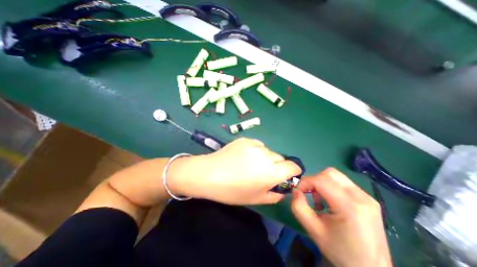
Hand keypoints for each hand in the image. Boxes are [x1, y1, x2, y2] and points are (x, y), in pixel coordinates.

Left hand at [170, 138, 298, 204]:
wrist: (208, 174)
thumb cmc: (232, 191)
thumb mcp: (256, 199)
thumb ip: (274, 195)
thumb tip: (282, 189)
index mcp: (271, 172)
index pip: (293, 166)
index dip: (293, 171)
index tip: (287, 176)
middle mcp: (266, 155)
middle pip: (281, 158)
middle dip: (278, 166)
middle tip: (264, 173)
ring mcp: (255, 145)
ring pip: (269, 151)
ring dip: (266, 158)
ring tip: (251, 164)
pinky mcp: (245, 139)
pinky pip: (258, 145)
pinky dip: (256, 151)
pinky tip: (244, 156)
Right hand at [289, 169, 393, 266]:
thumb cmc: (340, 251)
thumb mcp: (313, 230)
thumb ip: (298, 207)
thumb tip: (296, 191)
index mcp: (349, 206)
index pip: (321, 180)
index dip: (305, 182)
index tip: (298, 191)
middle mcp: (361, 197)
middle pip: (329, 173)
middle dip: (314, 180)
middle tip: (308, 193)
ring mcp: (367, 196)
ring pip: (336, 176)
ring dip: (322, 182)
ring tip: (319, 199)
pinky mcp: (368, 198)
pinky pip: (343, 183)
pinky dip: (331, 186)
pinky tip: (330, 201)